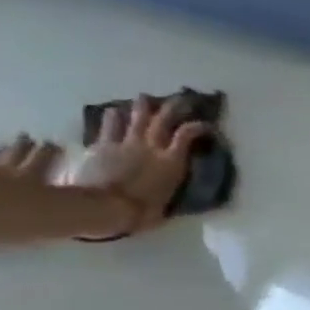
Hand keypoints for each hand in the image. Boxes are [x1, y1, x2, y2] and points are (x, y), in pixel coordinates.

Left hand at [68, 95, 210, 236]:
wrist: (104, 207)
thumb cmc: (141, 211)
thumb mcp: (166, 203)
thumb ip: (170, 191)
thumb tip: (176, 195)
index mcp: (172, 161)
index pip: (188, 135)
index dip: (198, 126)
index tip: (206, 124)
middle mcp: (151, 147)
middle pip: (163, 120)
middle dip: (173, 107)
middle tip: (180, 97)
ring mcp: (125, 144)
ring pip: (136, 119)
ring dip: (141, 108)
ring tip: (144, 98)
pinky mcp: (102, 147)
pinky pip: (109, 128)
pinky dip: (112, 118)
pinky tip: (112, 111)